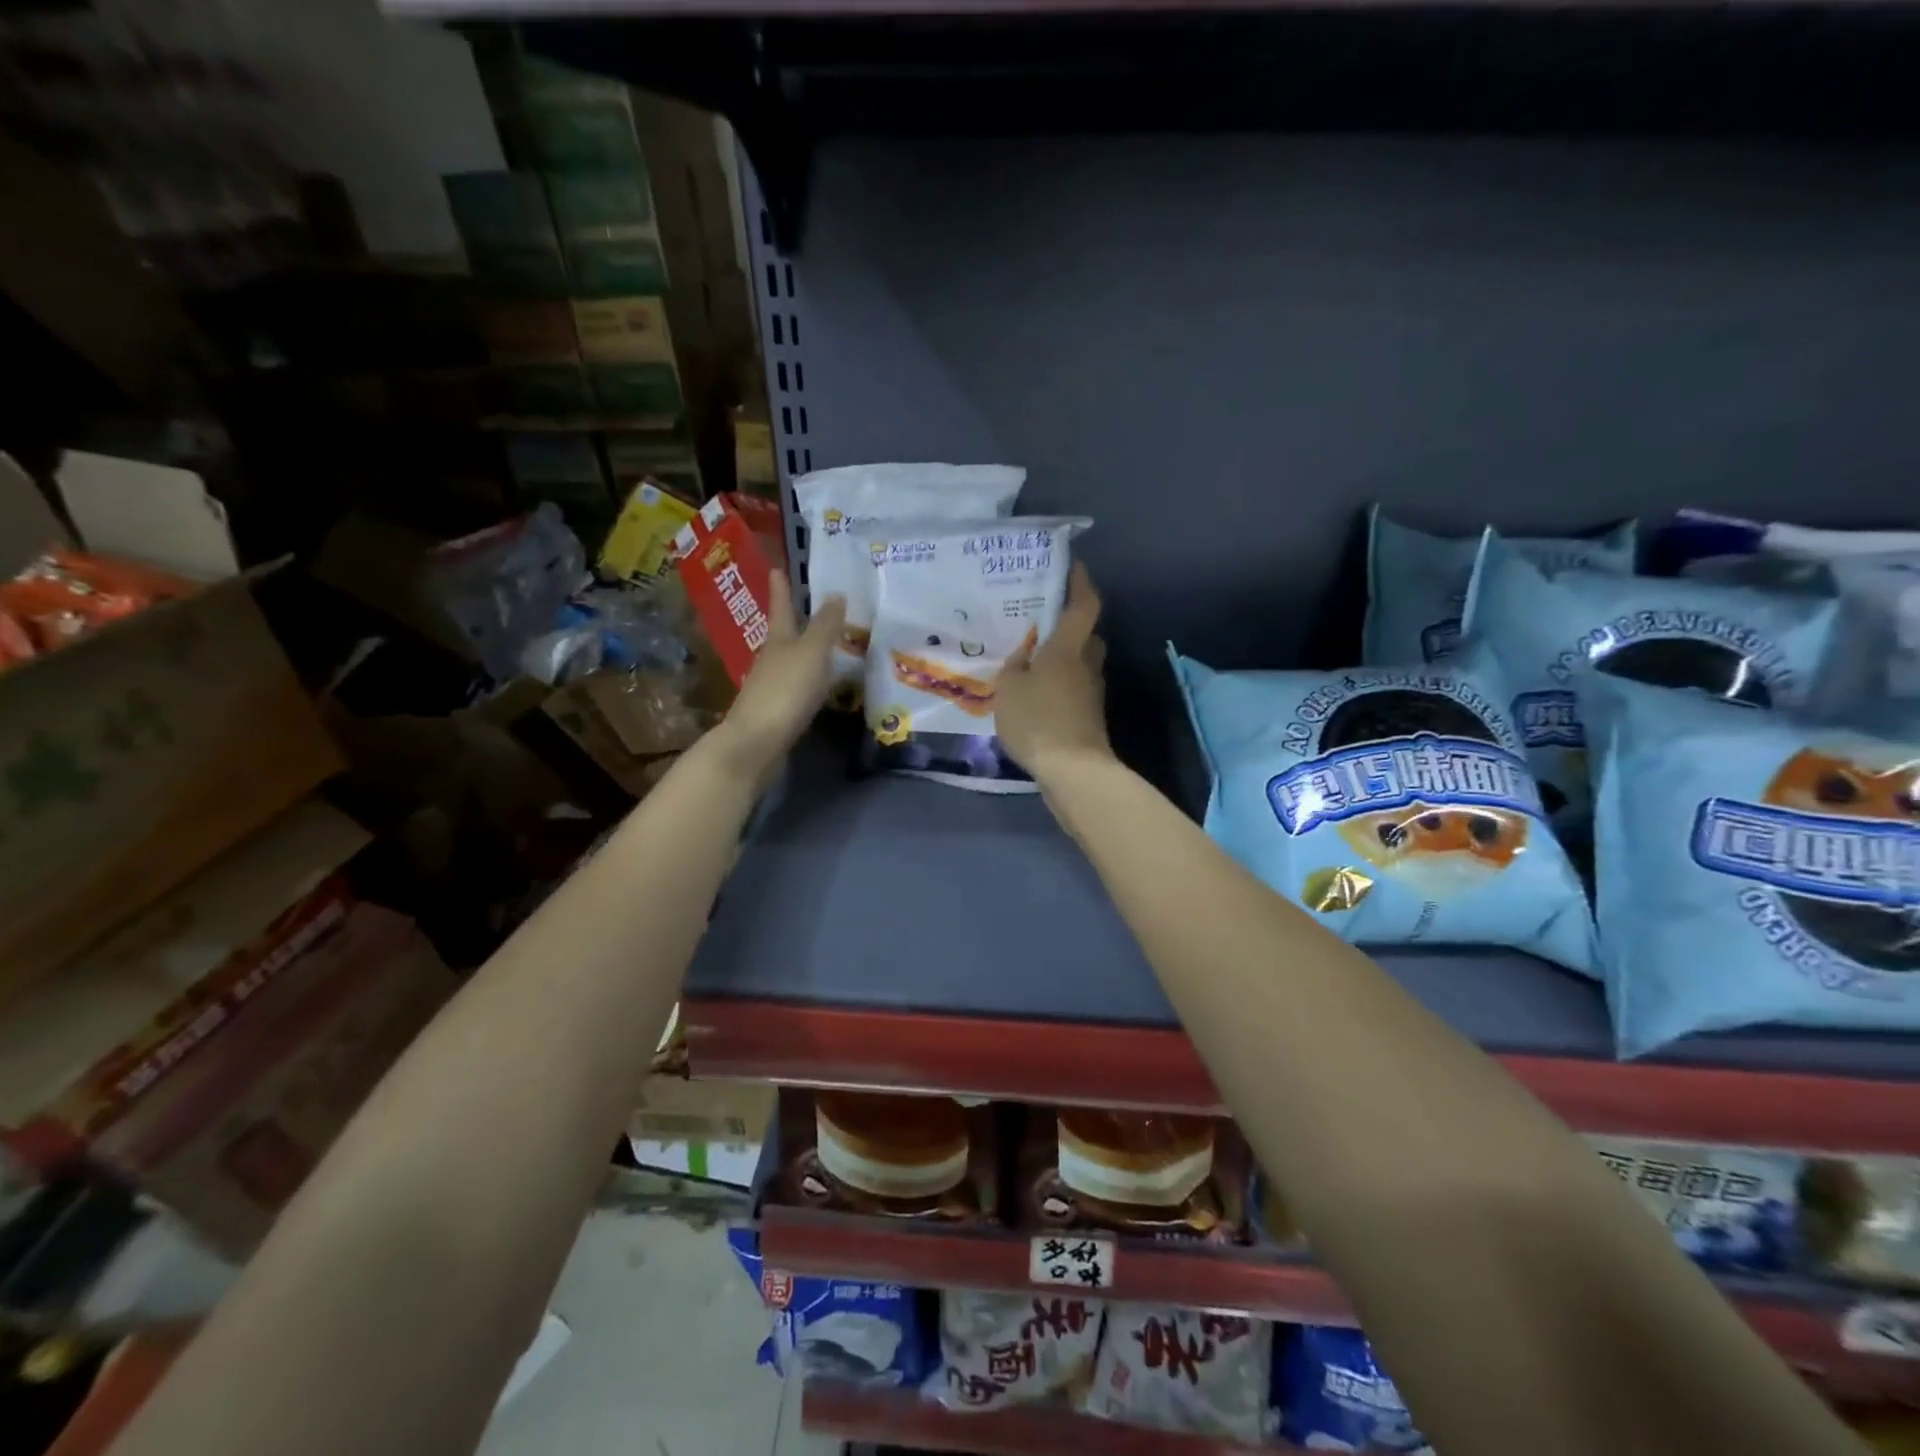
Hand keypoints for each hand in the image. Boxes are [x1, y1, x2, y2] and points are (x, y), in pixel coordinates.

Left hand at [711, 571, 845, 789]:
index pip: (781, 608)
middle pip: (783, 635)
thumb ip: (825, 626)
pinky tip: (821, 687)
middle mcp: (771, 660)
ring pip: (790, 662)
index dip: (781, 589)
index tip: (776, 568)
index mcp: (778, 641)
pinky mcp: (776, 712)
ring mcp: (771, 687)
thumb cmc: (785, 691)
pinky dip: (809, 681)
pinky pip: (796, 688)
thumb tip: (836, 593)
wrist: (756, 743)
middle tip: (811, 606)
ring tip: (826, 646)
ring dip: (804, 652)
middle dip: (794, 620)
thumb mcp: (811, 653)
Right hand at [994, 561, 1113, 784]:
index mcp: (1068, 648)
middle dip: (1070, 626)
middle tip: (1042, 622)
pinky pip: (1074, 690)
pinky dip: (1060, 687)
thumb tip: (1024, 657)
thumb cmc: (1038, 719)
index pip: (1083, 605)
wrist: (1072, 770)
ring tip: (1032, 662)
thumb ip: (1014, 667)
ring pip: (1081, 664)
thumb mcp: (1009, 689)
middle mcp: (1086, 664)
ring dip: (1063, 660)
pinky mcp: (1089, 717)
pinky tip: (1037, 697)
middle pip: (1086, 636)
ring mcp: (1091, 692)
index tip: (1072, 566)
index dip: (1081, 582)